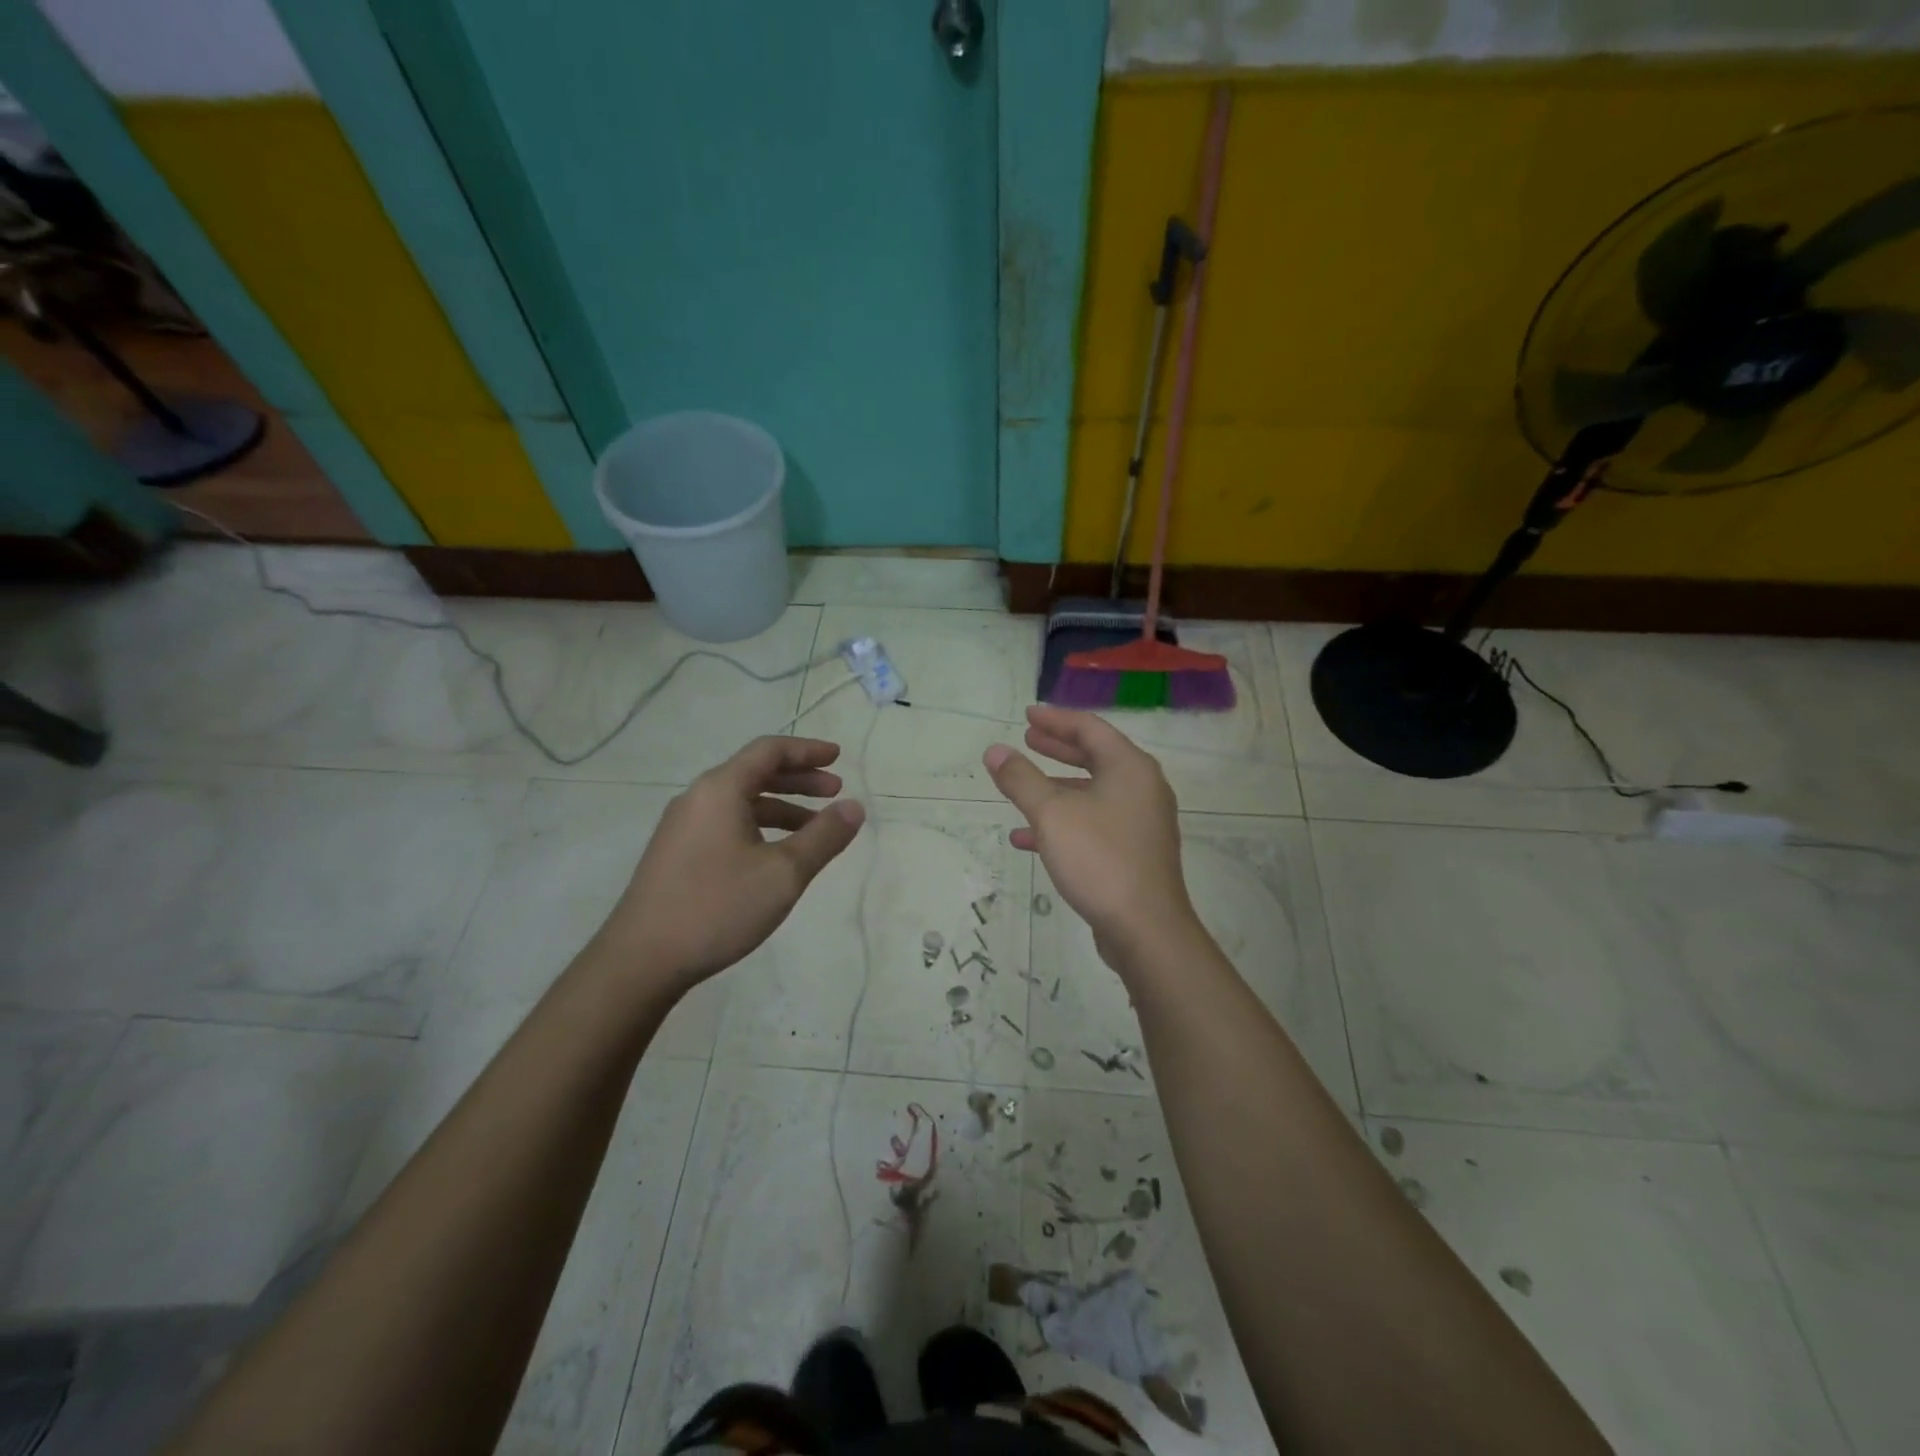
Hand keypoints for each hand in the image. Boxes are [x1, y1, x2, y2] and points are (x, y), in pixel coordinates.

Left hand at [600, 736, 864, 987]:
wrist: (641, 960)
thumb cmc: (717, 906)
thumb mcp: (783, 872)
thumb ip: (823, 836)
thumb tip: (854, 806)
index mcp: (720, 790)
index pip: (769, 751)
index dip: (807, 750)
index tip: (838, 757)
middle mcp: (698, 799)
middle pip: (754, 773)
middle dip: (799, 779)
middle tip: (834, 790)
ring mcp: (683, 828)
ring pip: (741, 802)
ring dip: (782, 807)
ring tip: (815, 828)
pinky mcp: (678, 855)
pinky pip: (727, 824)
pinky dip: (760, 827)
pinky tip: (777, 855)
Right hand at [983, 706, 1198, 974]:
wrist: (1145, 928)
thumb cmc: (1099, 858)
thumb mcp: (1051, 814)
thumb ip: (1021, 779)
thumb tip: (994, 751)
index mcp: (1129, 767)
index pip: (1090, 728)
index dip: (1056, 719)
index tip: (1027, 716)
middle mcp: (1141, 788)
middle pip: (1095, 756)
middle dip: (1058, 748)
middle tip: (1027, 740)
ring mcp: (1141, 821)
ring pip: (1093, 792)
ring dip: (1056, 787)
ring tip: (1021, 785)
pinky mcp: (1134, 851)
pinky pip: (1094, 823)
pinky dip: (1064, 822)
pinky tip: (1027, 837)